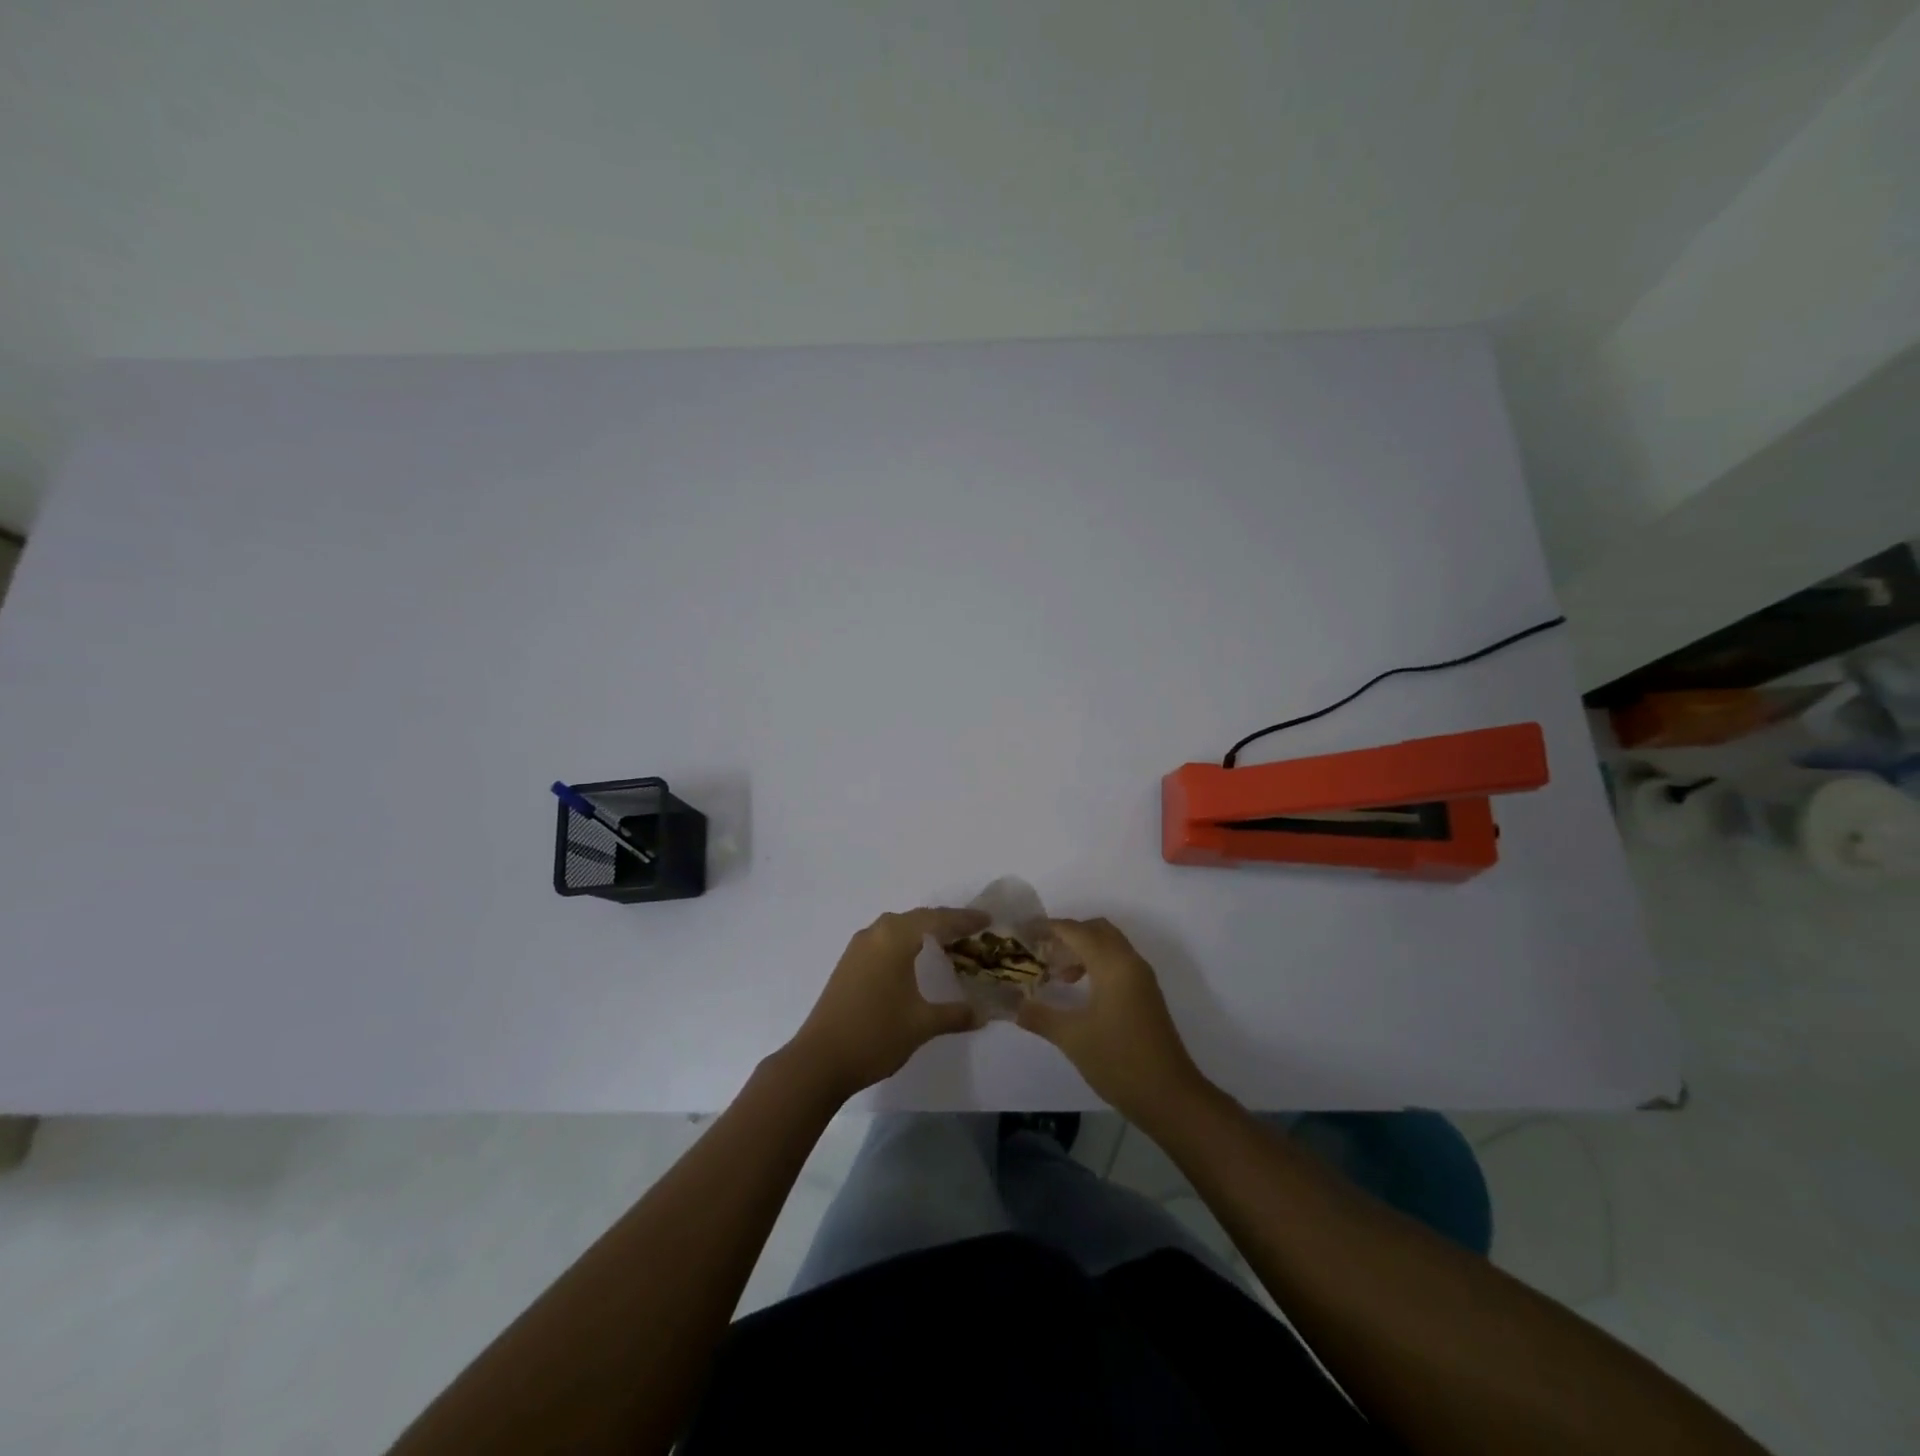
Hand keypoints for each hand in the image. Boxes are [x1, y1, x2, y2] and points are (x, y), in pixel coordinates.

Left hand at [786, 907, 987, 1099]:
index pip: (937, 920)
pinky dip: (904, 943)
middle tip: (972, 931)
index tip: (987, 920)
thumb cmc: (876, 1034)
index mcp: (895, 938)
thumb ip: (955, 1014)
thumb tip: (983, 1013)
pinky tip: (913, 960)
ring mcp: (857, 948)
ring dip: (922, 931)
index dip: (964, 919)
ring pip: (897, 928)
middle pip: (917, 918)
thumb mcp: (922, 1024)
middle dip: (945, 922)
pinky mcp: (848, 964)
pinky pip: (883, 941)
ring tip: (947, 942)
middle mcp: (875, 933)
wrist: (819, 1060)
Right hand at [1017, 917, 1207, 1119]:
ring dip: (1083, 950)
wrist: (1170, 1097)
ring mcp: (1142, 979)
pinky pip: (1118, 962)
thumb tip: (1013, 1005)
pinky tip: (1079, 991)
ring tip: (1056, 974)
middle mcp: (1130, 962)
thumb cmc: (1119, 1061)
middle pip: (1097, 929)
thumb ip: (1039, 1016)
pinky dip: (1096, 964)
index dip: (1049, 928)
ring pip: (1110, 946)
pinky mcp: (1146, 995)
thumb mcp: (1072, 1038)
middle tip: (1042, 952)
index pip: (1076, 931)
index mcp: (1113, 965)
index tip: (1024, 932)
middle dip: (1068, 935)